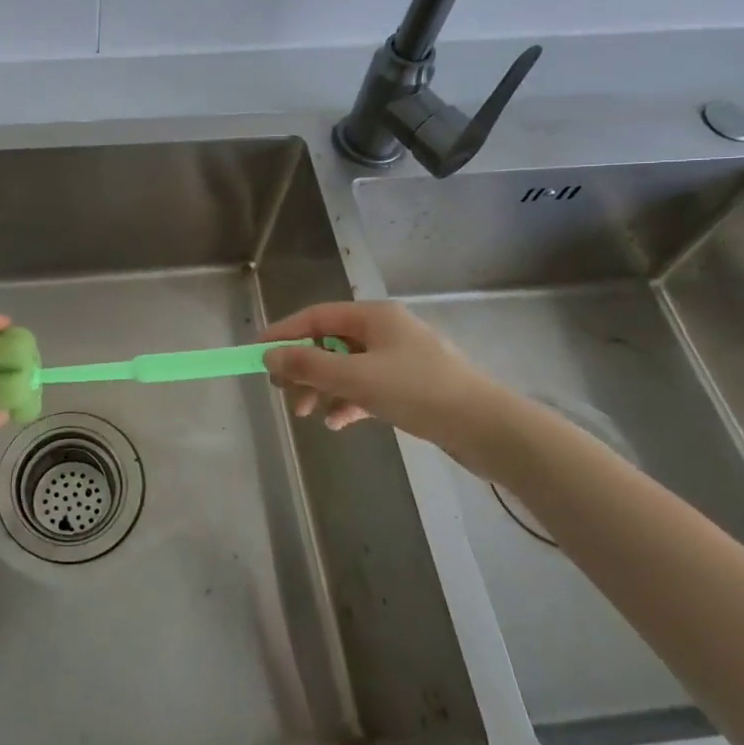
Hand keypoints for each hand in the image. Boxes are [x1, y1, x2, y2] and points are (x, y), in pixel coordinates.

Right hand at [261, 301, 518, 479]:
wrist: (487, 428)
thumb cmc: (418, 391)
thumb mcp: (356, 377)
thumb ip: (308, 365)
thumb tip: (269, 356)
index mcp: (374, 316)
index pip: (315, 316)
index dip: (284, 333)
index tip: (257, 352)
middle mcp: (385, 330)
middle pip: (329, 342)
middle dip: (303, 367)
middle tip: (282, 392)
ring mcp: (400, 359)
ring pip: (347, 368)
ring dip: (323, 388)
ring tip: (307, 414)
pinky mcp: (410, 386)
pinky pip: (367, 388)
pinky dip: (348, 402)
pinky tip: (338, 423)